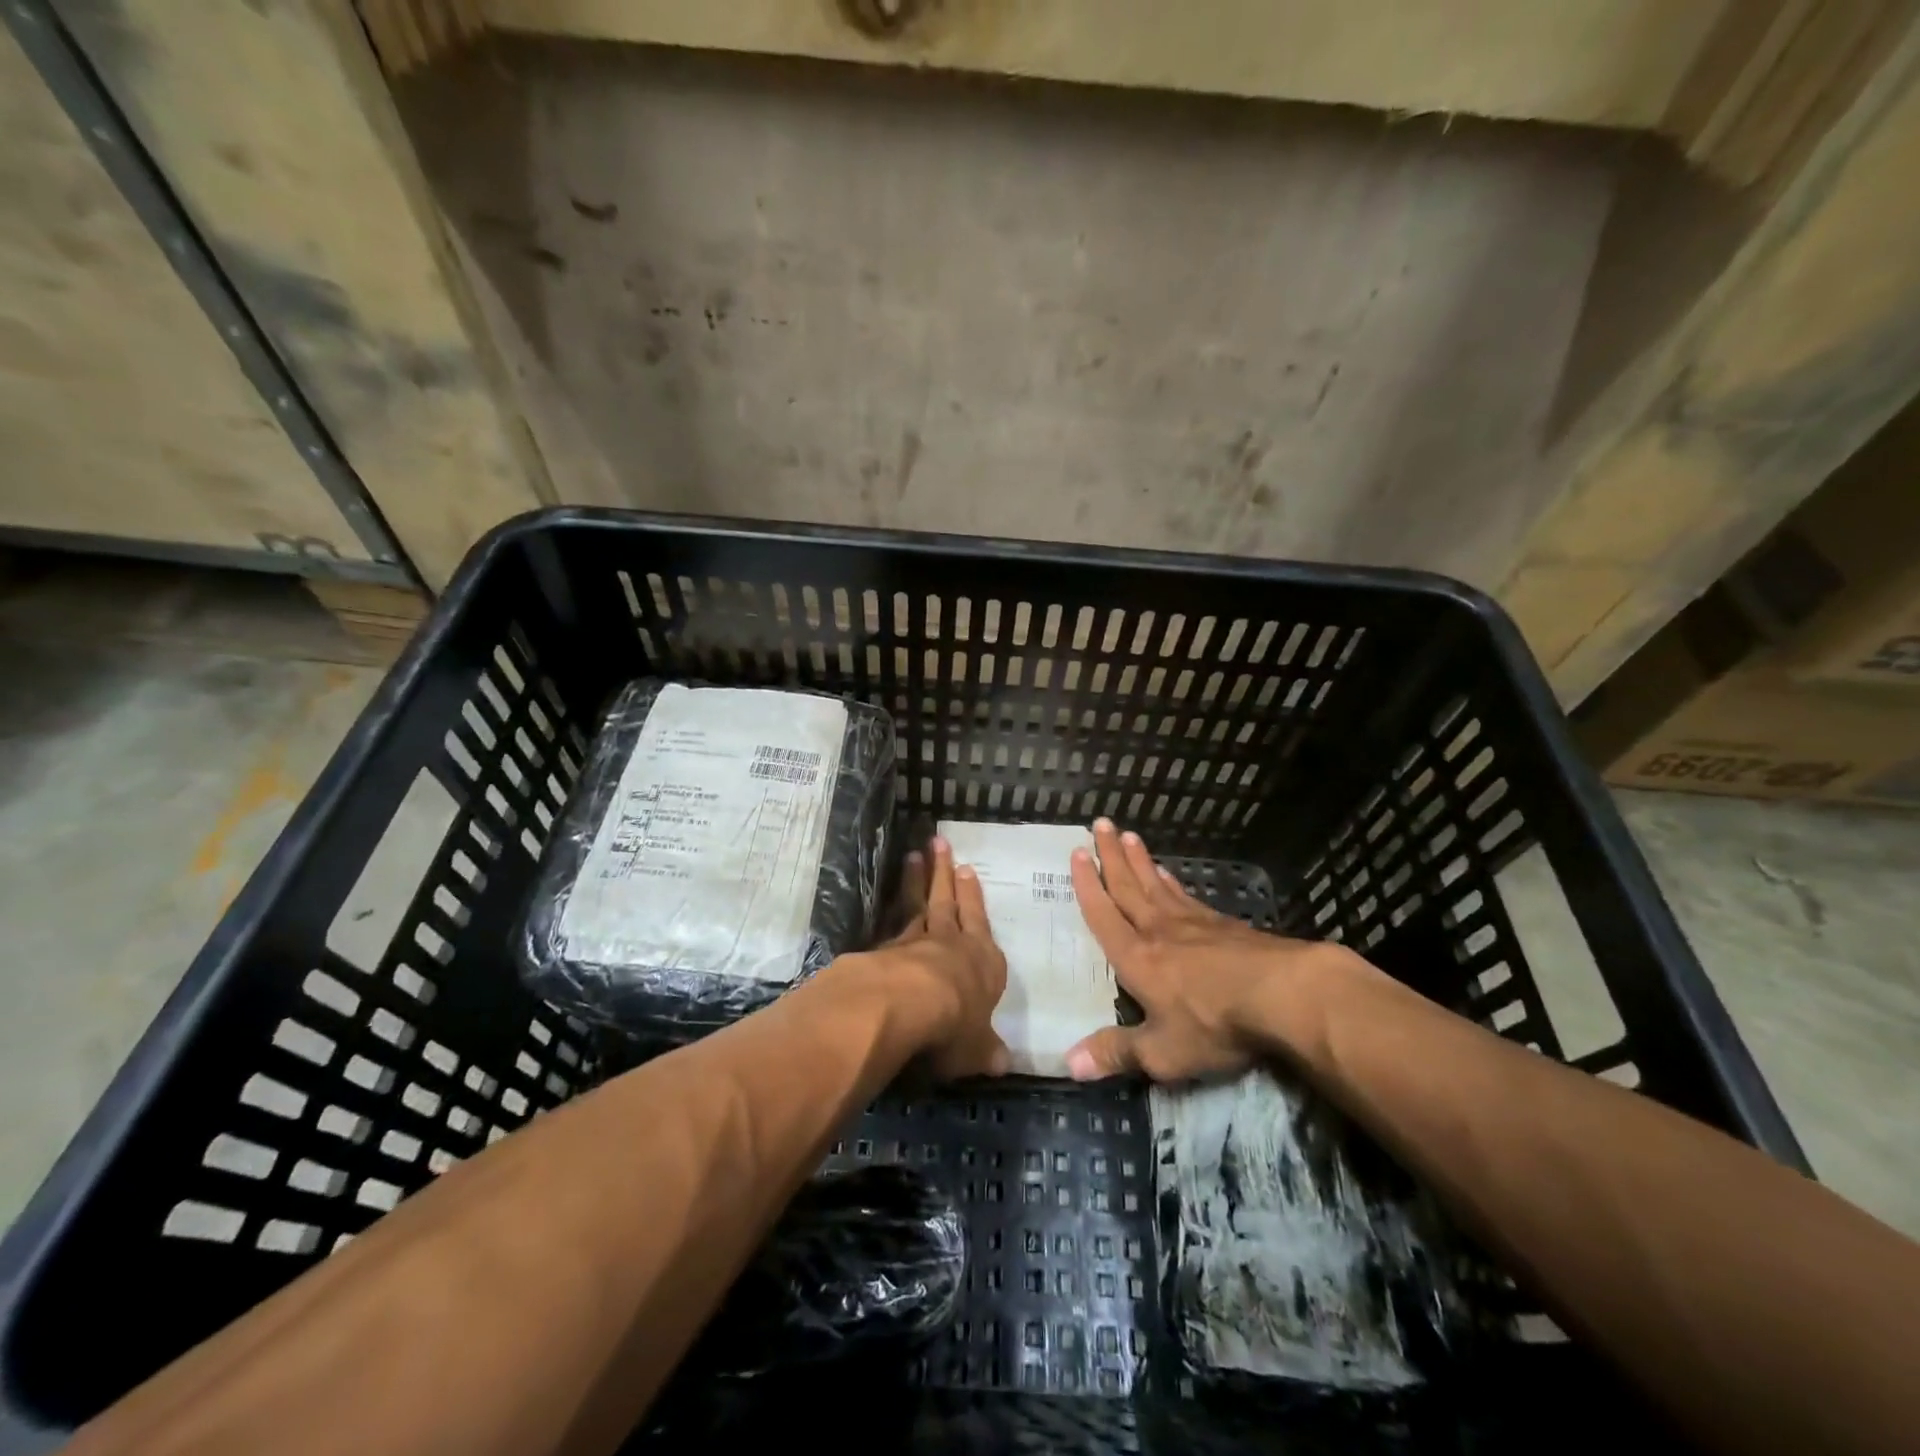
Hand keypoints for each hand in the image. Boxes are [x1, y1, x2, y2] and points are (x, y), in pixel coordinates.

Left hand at [865, 837, 1011, 1080]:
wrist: (906, 1005)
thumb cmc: (954, 1025)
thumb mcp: (976, 1049)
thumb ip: (986, 1051)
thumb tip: (1004, 1062)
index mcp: (983, 962)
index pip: (979, 922)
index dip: (973, 897)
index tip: (967, 870)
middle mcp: (952, 943)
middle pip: (948, 901)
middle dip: (945, 873)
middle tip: (940, 843)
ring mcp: (916, 941)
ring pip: (919, 903)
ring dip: (918, 879)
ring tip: (915, 854)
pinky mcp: (886, 948)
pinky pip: (891, 919)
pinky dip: (892, 904)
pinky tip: (888, 897)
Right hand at [1064, 819, 1332, 1082]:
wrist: (1283, 994)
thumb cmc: (1214, 1023)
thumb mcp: (1162, 1052)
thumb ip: (1116, 1054)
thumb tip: (1066, 1064)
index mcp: (1136, 957)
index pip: (1104, 914)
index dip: (1088, 885)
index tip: (1077, 853)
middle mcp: (1158, 931)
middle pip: (1128, 886)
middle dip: (1111, 856)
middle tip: (1100, 823)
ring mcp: (1193, 923)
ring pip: (1157, 884)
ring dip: (1140, 860)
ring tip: (1128, 836)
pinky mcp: (1224, 925)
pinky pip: (1186, 895)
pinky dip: (1172, 881)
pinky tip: (1170, 875)